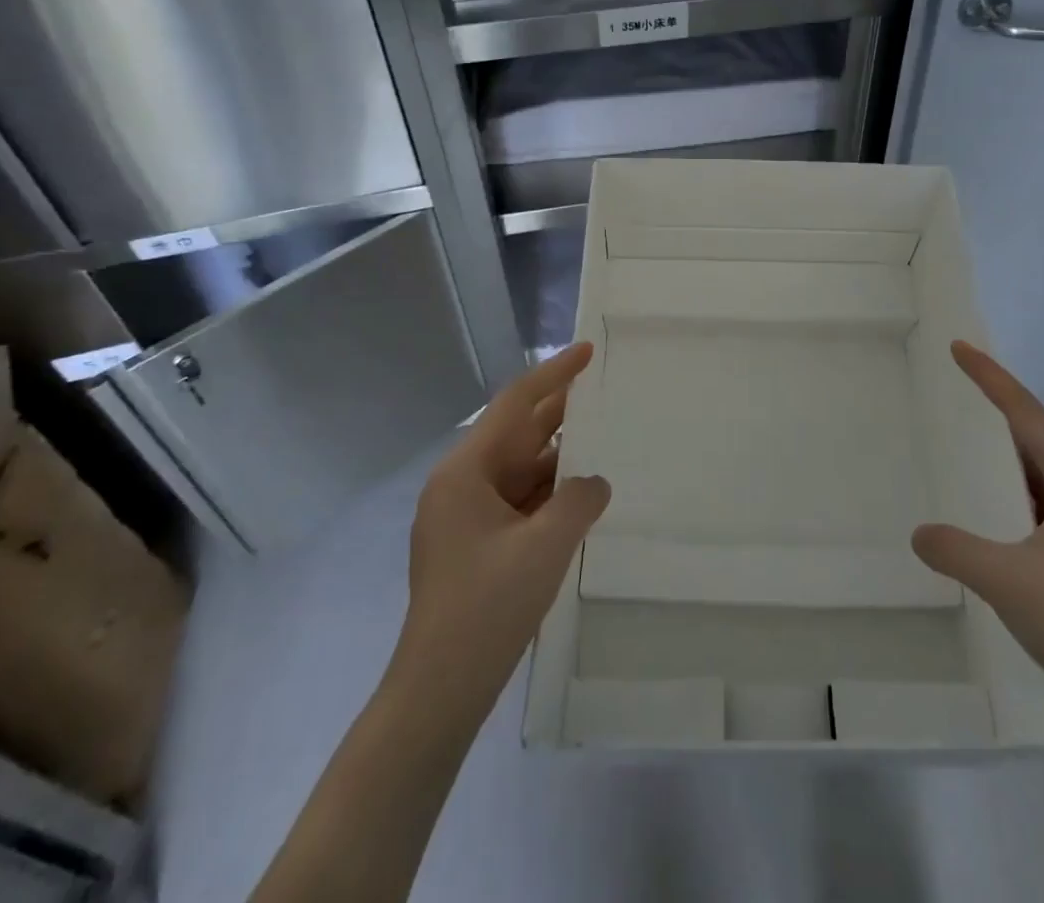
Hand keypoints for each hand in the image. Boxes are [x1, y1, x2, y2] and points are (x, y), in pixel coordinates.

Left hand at [388, 343, 609, 720]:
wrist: (439, 693)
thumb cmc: (486, 609)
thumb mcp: (544, 547)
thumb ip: (578, 500)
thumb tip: (594, 482)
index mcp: (465, 472)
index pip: (515, 406)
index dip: (554, 374)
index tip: (587, 351)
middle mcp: (461, 485)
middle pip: (517, 435)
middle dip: (561, 414)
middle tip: (605, 392)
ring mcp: (465, 517)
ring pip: (520, 470)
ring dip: (558, 459)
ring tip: (603, 442)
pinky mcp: (475, 545)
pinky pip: (518, 501)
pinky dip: (549, 493)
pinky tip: (580, 495)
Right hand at [911, 341, 1043, 741]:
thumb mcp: (1008, 580)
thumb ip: (956, 549)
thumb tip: (919, 533)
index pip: (1026, 414)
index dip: (992, 377)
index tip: (959, 347)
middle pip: (1035, 434)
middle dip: (998, 404)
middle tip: (959, 381)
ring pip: (1036, 473)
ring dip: (1003, 449)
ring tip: (965, 438)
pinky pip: (1032, 506)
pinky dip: (1005, 492)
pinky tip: (985, 512)